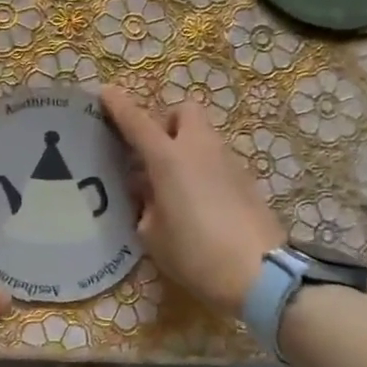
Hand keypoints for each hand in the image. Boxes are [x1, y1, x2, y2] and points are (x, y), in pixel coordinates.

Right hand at [101, 86, 284, 316]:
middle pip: (184, 111)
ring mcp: (229, 162)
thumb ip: (145, 205)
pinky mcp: (247, 180)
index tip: (106, 93)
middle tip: (153, 152)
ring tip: (173, 185)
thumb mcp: (153, 235)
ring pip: (203, 136)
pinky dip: (203, 169)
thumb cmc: (195, 253)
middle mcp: (200, 149)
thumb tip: (149, 192)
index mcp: (169, 159)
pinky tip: (198, 202)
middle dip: (166, 122)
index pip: (138, 122)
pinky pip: (217, 161)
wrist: (260, 273)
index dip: (120, 106)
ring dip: (185, 147)